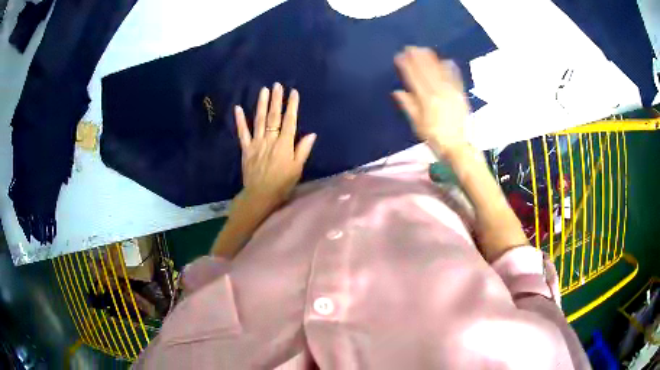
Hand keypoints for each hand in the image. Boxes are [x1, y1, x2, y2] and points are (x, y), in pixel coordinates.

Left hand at [235, 83, 316, 208]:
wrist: (260, 195)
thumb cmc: (282, 183)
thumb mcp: (297, 168)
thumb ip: (303, 150)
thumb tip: (311, 133)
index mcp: (285, 144)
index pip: (290, 121)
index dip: (292, 105)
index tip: (293, 92)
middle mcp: (270, 140)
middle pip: (274, 116)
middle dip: (276, 100)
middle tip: (277, 85)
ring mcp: (256, 143)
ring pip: (259, 120)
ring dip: (261, 104)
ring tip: (263, 90)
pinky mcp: (246, 149)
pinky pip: (242, 133)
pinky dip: (240, 120)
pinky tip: (238, 108)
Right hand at [393, 46, 469, 157]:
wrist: (458, 146)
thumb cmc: (435, 138)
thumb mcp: (418, 125)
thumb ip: (409, 106)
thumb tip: (397, 91)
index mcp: (426, 100)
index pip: (414, 78)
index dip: (407, 66)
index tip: (400, 56)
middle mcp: (438, 93)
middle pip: (426, 71)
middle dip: (418, 58)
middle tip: (411, 47)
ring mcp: (451, 92)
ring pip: (440, 72)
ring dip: (431, 59)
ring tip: (425, 49)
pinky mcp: (460, 95)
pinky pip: (455, 78)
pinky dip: (450, 68)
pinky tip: (446, 60)